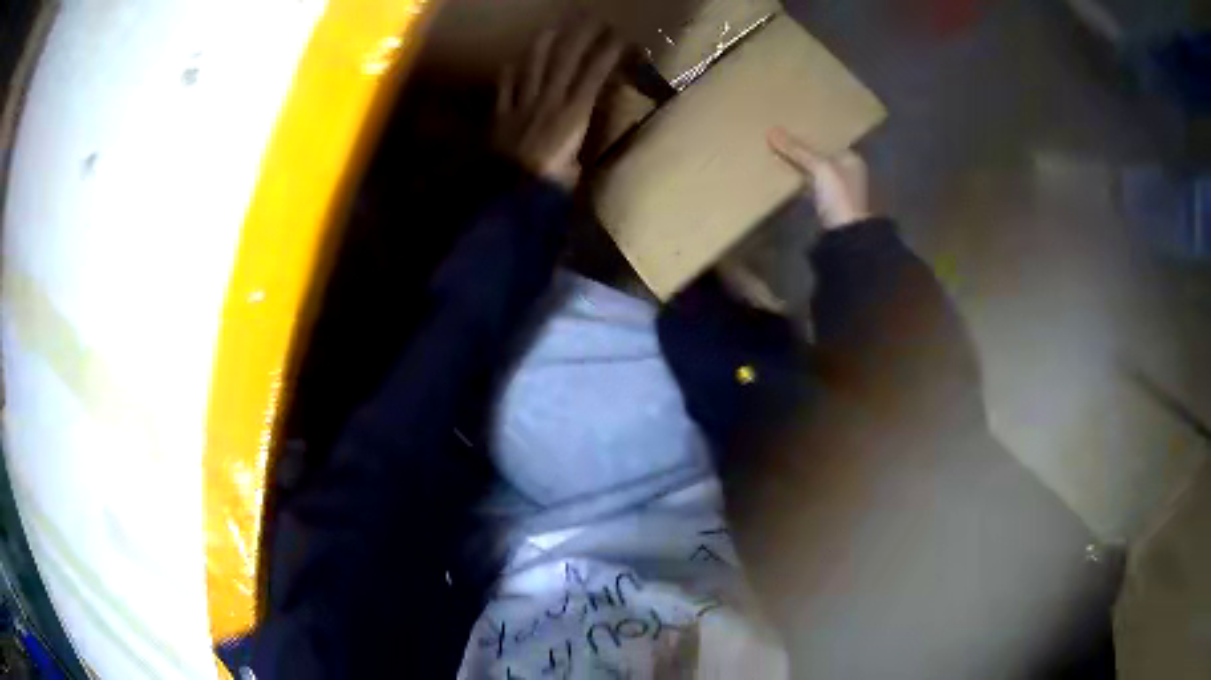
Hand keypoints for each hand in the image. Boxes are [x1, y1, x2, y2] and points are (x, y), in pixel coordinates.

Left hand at [494, 25, 623, 188]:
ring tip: (552, 29)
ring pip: (533, 66)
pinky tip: (511, 63)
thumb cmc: (549, 187)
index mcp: (574, 113)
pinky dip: (509, 74)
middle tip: (592, 20)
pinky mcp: (501, 116)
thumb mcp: (577, 172)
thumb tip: (581, 156)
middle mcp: (549, 100)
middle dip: (581, 36)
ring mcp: (522, 105)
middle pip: (565, 60)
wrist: (507, 192)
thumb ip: (580, 155)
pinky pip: (505, 89)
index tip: (620, 38)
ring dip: (543, 45)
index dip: (607, 53)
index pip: (594, 74)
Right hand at [767, 127, 869, 229]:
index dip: (811, 137)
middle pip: (823, 158)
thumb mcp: (819, 168)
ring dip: (803, 169)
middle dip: (806, 154)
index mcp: (852, 160)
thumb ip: (797, 150)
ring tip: (780, 160)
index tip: (790, 132)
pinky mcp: (831, 210)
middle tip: (781, 144)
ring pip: (818, 175)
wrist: (847, 237)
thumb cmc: (840, 196)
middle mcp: (849, 174)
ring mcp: (841, 194)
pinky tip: (790, 182)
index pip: (829, 142)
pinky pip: (813, 190)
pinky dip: (803, 185)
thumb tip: (771, 130)